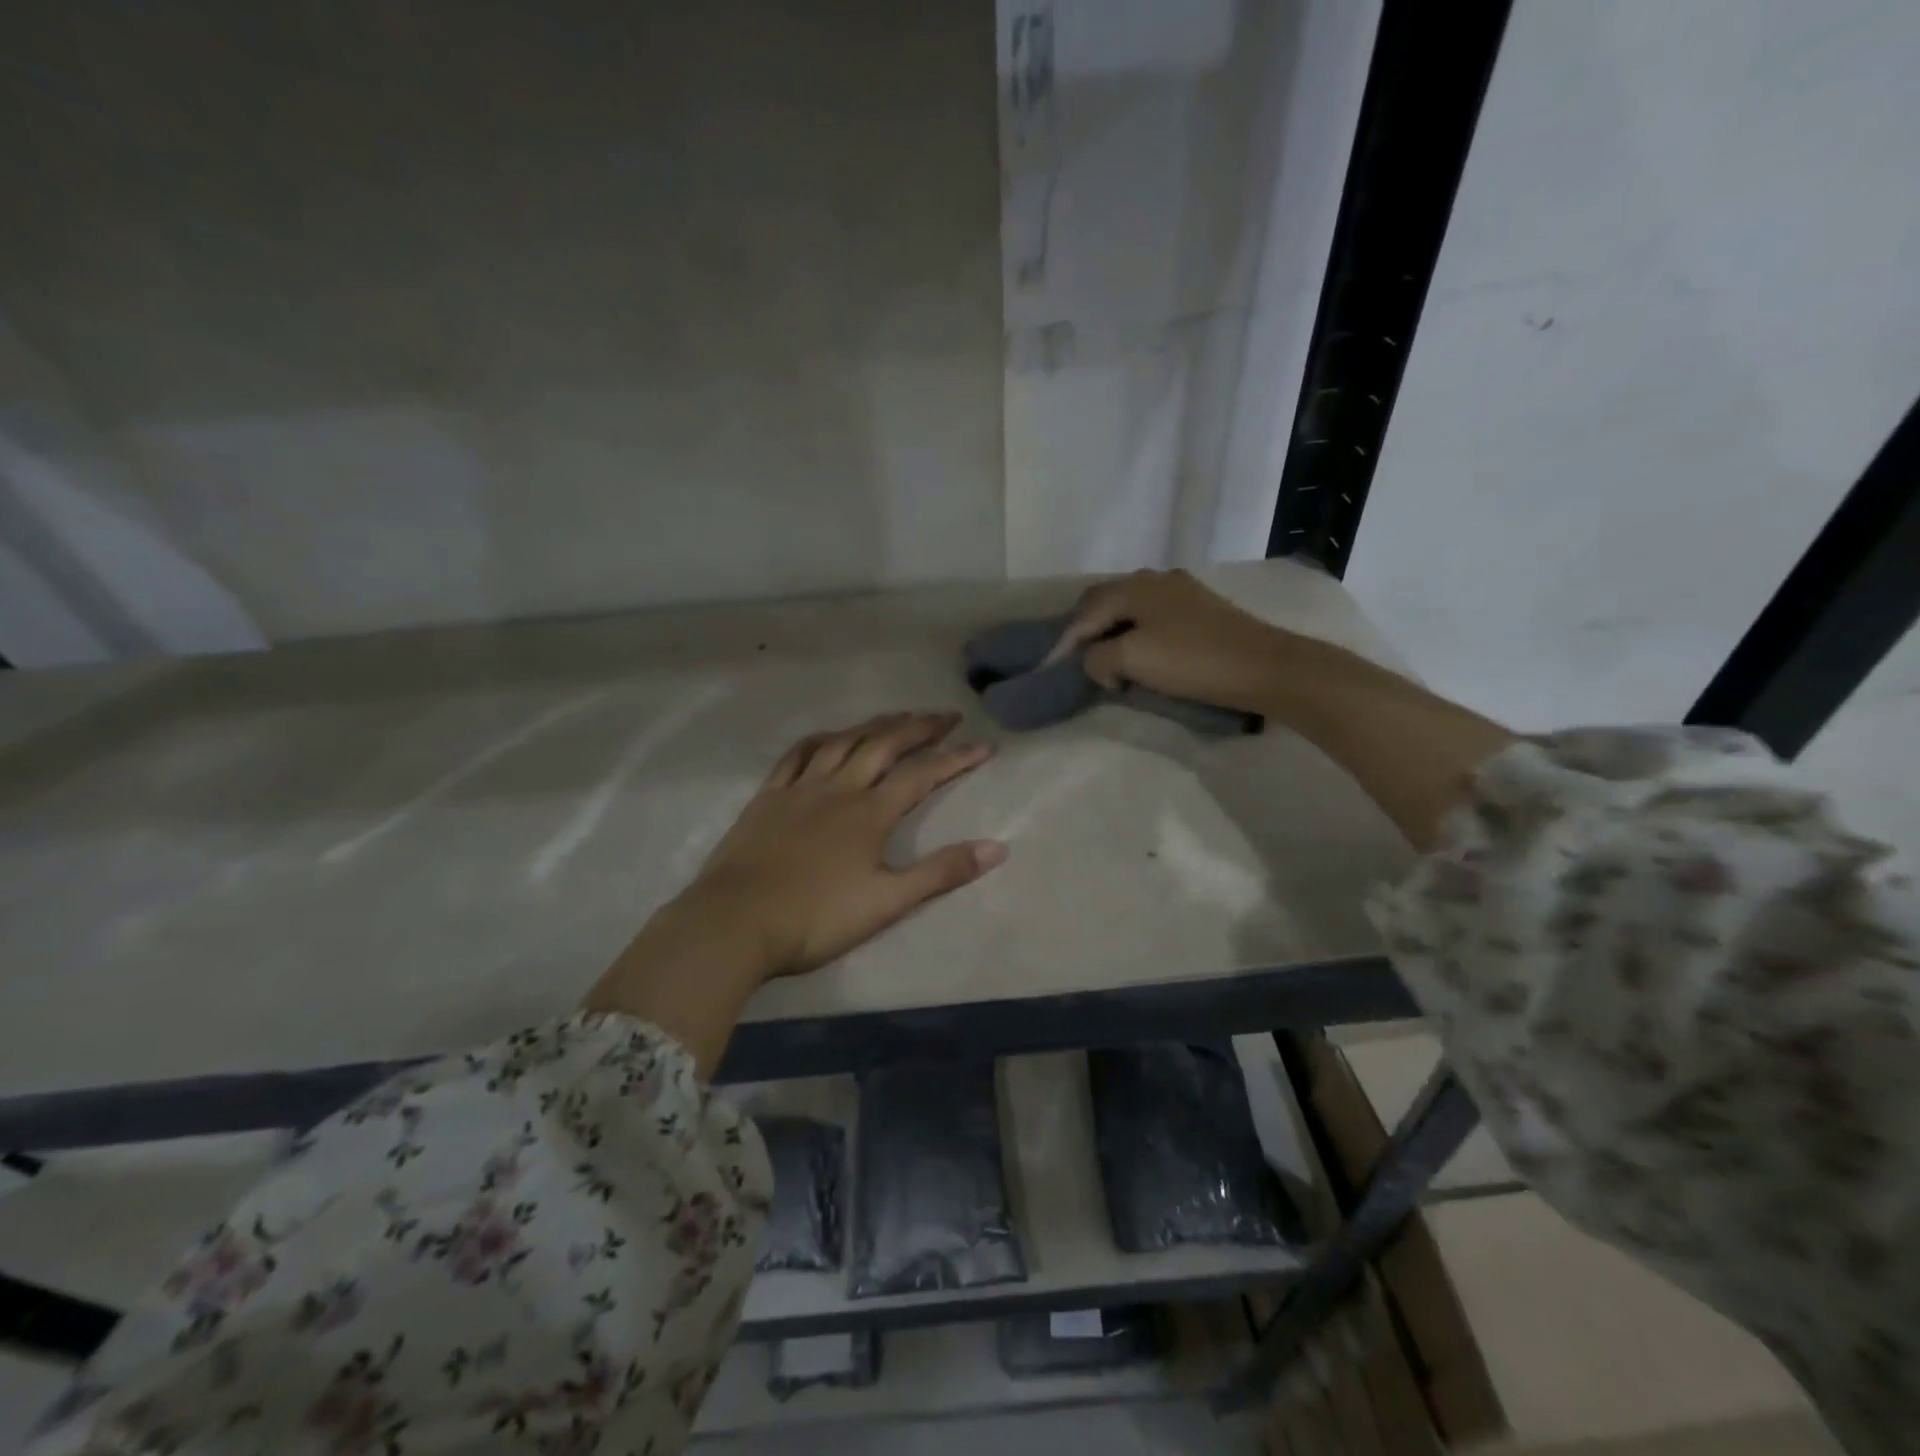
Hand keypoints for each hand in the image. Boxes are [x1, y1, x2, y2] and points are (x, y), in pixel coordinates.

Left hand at [687, 711, 1005, 977]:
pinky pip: (796, 755)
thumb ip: (941, 872)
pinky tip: (828, 737)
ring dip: (874, 725)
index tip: (984, 745)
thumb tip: (998, 846)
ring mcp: (800, 788)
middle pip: (884, 745)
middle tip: (945, 716)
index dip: (956, 758)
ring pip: (843, 742)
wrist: (736, 922)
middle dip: (919, 728)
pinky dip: (819, 740)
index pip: (922, 775)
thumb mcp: (888, 902)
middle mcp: (839, 788)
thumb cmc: (816, 918)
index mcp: (870, 813)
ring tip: (897, 717)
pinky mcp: (768, 797)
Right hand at [1049, 569, 1298, 714]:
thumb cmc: (1192, 661)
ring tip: (1107, 660)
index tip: (1051, 668)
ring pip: (1131, 609)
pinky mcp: (1201, 609)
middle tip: (1075, 660)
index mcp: (1134, 587)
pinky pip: (1154, 617)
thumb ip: (1099, 658)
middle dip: (1087, 630)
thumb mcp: (1132, 660)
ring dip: (1113, 632)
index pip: (1085, 612)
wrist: (1264, 666)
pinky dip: (1138, 634)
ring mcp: (1181, 592)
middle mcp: (1154, 580)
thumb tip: (1096, 662)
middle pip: (1105, 602)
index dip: (1065, 642)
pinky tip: (1142, 653)